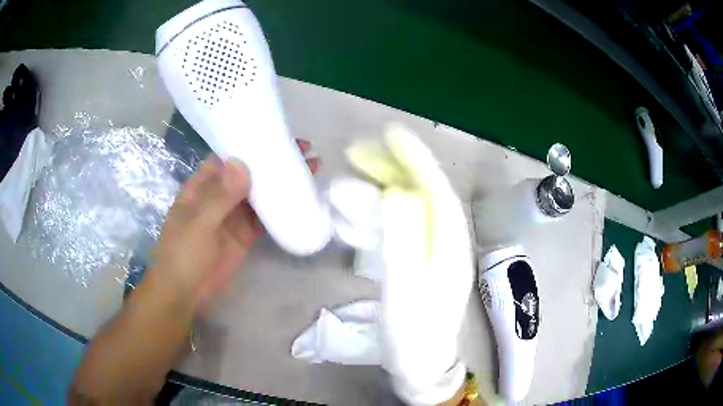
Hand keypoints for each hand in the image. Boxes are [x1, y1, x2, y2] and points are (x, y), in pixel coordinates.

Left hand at [150, 140, 319, 312]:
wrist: (185, 293)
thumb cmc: (182, 255)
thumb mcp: (197, 224)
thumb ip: (218, 196)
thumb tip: (241, 163)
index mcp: (203, 185)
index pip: (228, 155)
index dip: (250, 143)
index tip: (276, 133)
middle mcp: (220, 194)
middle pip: (249, 171)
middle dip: (273, 159)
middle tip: (305, 150)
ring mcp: (234, 215)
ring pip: (260, 192)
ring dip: (281, 181)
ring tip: (311, 169)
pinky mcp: (246, 234)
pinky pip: (265, 216)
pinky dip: (281, 207)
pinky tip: (301, 198)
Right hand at [347, 124, 472, 404]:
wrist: (419, 364)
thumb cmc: (414, 332)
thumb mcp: (406, 288)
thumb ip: (403, 238)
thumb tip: (397, 190)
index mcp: (450, 242)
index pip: (435, 188)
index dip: (415, 157)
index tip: (390, 132)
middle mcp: (445, 239)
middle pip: (420, 192)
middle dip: (389, 169)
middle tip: (355, 153)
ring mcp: (431, 249)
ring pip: (405, 208)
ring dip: (375, 192)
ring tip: (344, 186)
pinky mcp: (416, 260)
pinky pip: (396, 228)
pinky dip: (373, 217)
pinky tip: (351, 218)